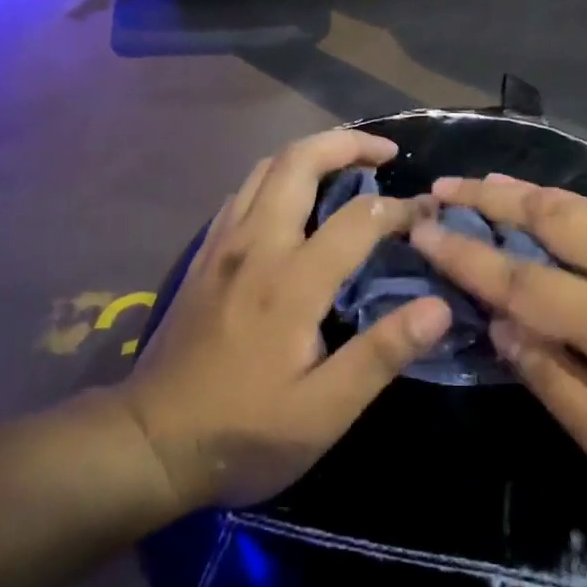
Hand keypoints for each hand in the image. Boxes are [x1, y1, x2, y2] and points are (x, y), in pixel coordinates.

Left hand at [121, 129, 451, 515]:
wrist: (147, 444)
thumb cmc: (244, 432)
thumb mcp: (323, 412)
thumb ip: (381, 354)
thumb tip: (438, 307)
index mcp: (291, 282)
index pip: (359, 218)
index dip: (401, 209)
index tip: (428, 215)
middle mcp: (256, 246)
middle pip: (299, 161)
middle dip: (347, 143)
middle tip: (385, 152)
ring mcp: (223, 245)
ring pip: (266, 167)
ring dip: (311, 153)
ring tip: (347, 164)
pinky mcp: (205, 255)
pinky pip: (245, 190)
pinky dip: (278, 175)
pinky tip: (295, 199)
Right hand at [411, 177, 586, 558]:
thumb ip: (561, 388)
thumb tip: (503, 327)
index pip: (524, 280)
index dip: (466, 257)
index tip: (422, 231)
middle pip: (552, 216)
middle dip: (490, 198)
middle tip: (443, 186)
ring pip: (583, 206)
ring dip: (527, 193)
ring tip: (482, 184)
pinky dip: (567, 206)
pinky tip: (548, 210)